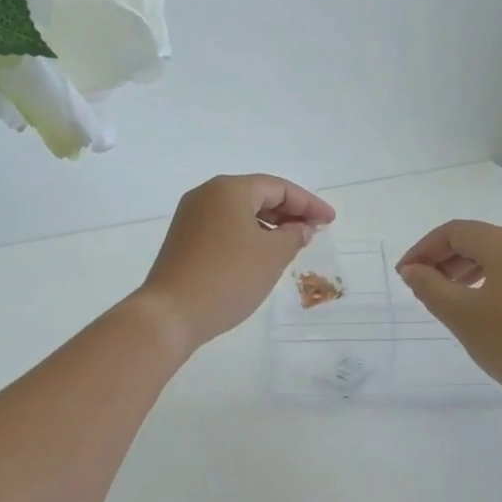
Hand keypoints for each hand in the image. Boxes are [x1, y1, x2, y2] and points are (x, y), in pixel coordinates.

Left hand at [135, 174, 335, 351]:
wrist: (170, 313)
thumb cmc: (228, 278)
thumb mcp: (271, 256)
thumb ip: (293, 235)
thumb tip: (300, 227)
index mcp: (229, 189)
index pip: (278, 188)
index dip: (308, 203)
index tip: (330, 221)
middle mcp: (206, 195)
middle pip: (257, 195)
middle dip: (288, 212)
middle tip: (314, 231)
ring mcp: (190, 217)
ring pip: (239, 212)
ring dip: (268, 225)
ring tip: (292, 245)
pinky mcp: (183, 239)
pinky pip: (224, 227)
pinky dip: (247, 235)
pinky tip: (260, 255)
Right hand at [396, 220, 501, 407]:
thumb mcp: (461, 315)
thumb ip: (430, 287)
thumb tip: (413, 270)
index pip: (455, 232)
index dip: (423, 249)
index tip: (404, 274)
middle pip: (479, 240)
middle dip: (445, 259)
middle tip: (422, 287)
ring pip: (500, 256)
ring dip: (468, 270)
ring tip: (448, 298)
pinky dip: (493, 280)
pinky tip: (483, 306)